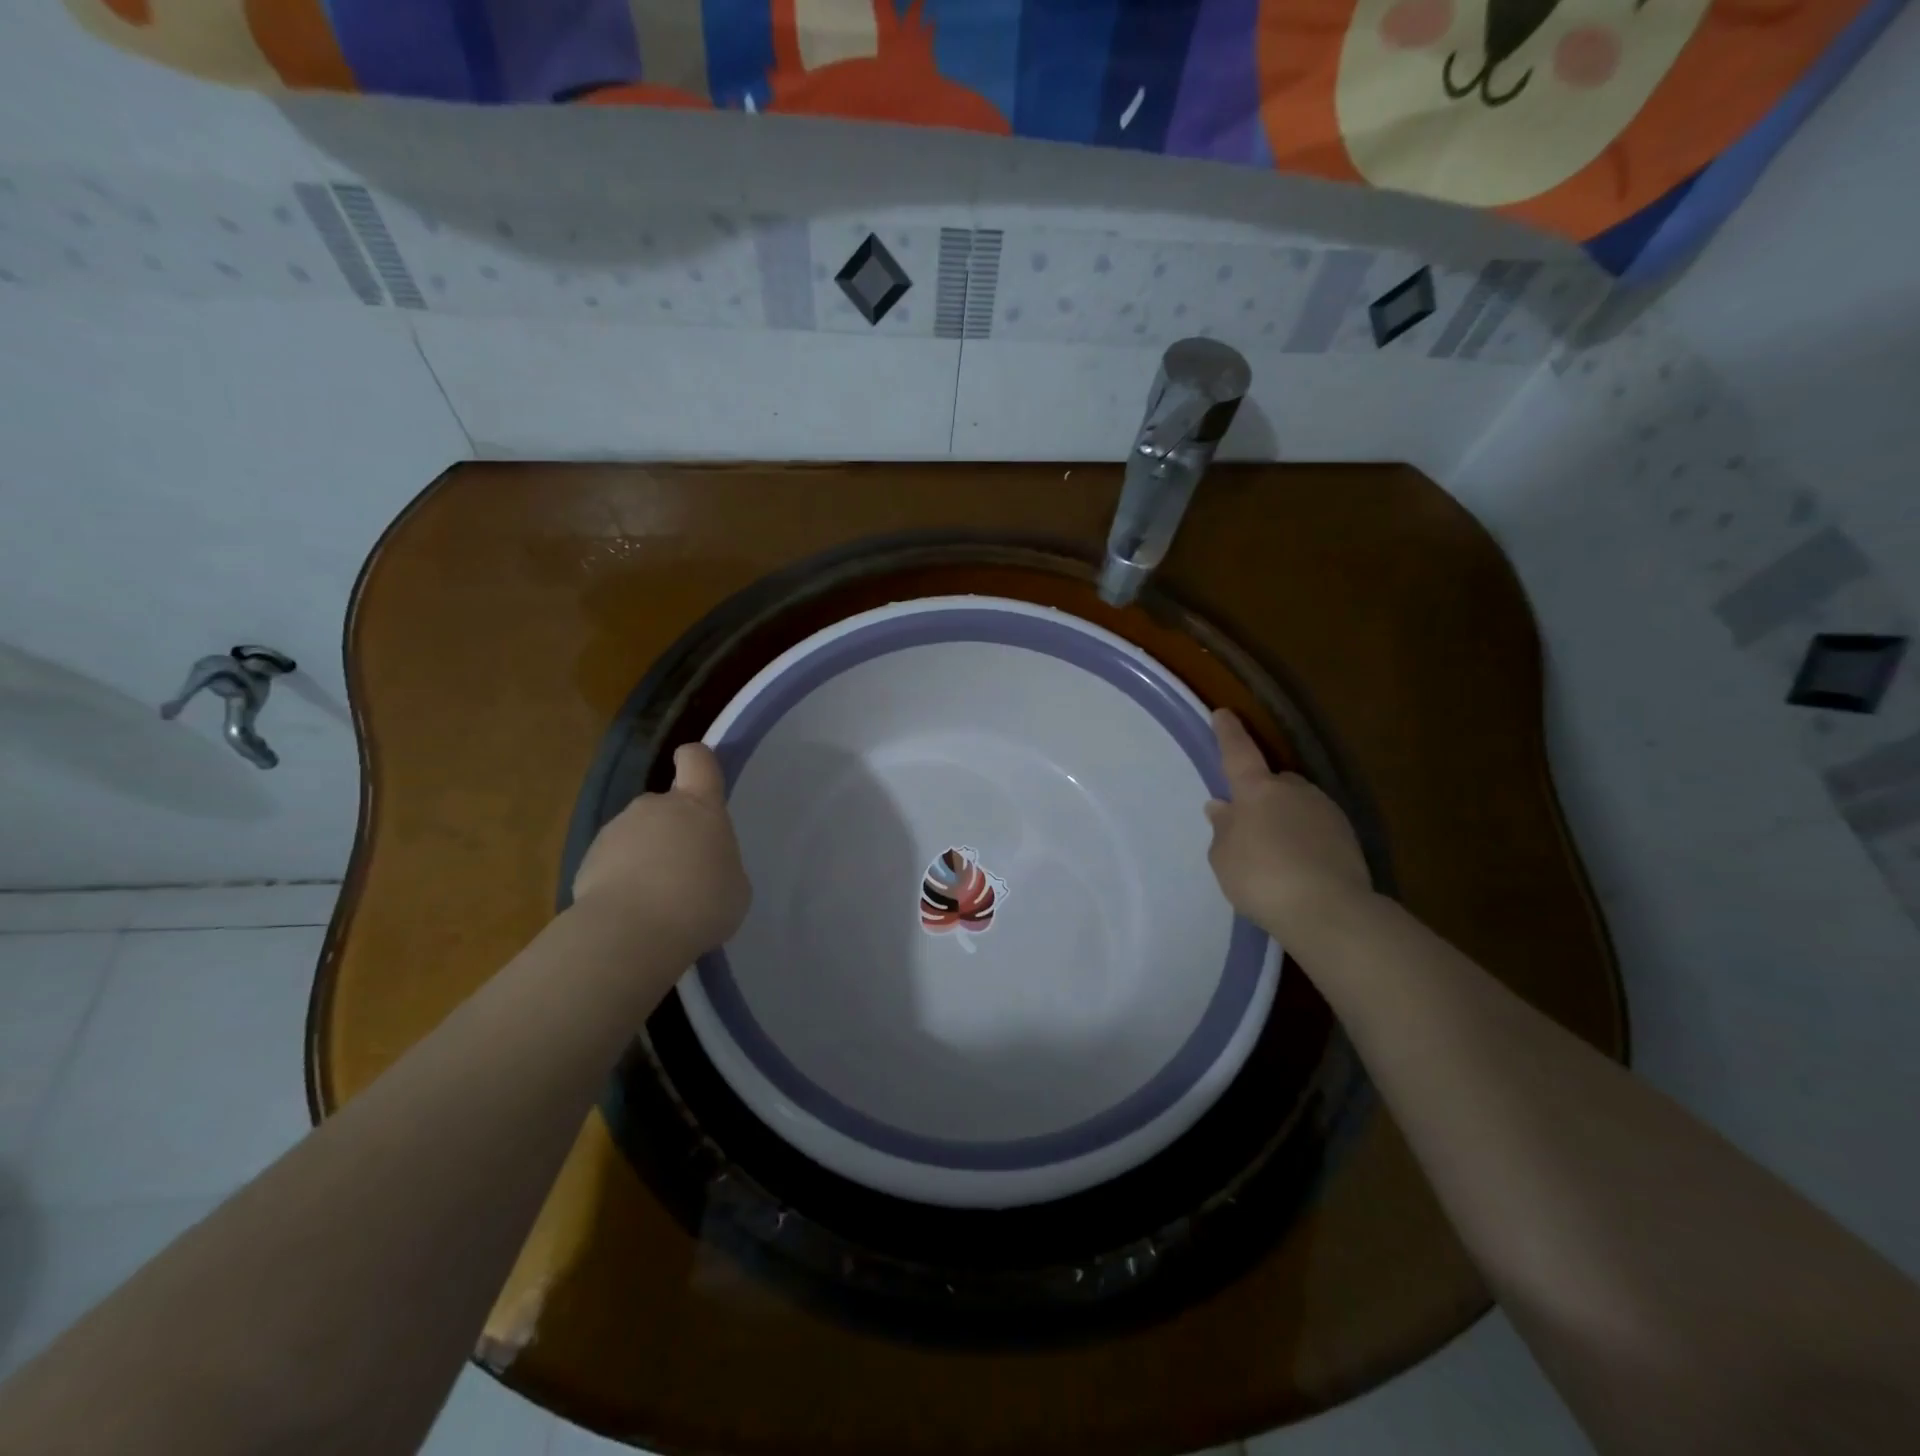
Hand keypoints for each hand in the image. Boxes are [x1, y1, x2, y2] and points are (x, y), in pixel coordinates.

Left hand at [572, 742, 750, 957]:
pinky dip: (621, 882)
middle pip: (666, 804)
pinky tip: (631, 914)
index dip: (699, 762)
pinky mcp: (586, 861)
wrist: (631, 934)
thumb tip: (701, 866)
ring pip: (637, 835)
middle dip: (674, 831)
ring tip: (656, 901)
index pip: (697, 759)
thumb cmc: (701, 903)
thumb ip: (720, 863)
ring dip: (646, 857)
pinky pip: (612, 864)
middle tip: (685, 872)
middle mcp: (655, 807)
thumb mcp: (735, 886)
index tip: (700, 779)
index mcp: (698, 806)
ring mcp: (616, 831)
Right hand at [1203, 709, 1371, 938]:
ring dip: (1286, 818)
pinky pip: (1317, 828)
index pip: (1238, 753)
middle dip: (1263, 794)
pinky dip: (1306, 839)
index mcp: (1258, 790)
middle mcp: (1294, 791)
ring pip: (1298, 804)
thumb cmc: (1261, 878)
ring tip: (1276, 852)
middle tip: (1251, 824)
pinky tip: (1300, 866)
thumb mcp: (1224, 857)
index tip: (1224, 713)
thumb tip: (1222, 806)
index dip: (1229, 733)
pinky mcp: (1349, 837)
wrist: (1329, 910)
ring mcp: (1326, 811)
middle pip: (1274, 782)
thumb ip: (1223, 829)